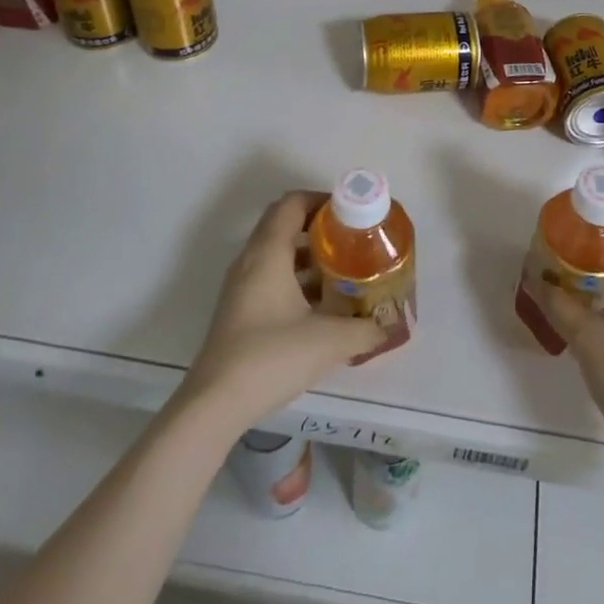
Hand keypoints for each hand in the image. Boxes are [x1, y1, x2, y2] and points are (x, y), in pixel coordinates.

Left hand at [181, 192, 384, 430]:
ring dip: (309, 255)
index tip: (351, 213)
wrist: (214, 404)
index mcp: (268, 252)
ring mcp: (241, 286)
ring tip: (344, 270)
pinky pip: (271, 277)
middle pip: (284, 224)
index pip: (293, 203)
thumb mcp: (328, 341)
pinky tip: (321, 306)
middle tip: (353, 239)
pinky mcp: (239, 310)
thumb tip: (388, 326)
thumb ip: (364, 329)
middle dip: (320, 227)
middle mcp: (250, 260)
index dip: (323, 200)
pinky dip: (296, 279)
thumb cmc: (271, 357)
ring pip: (278, 253)